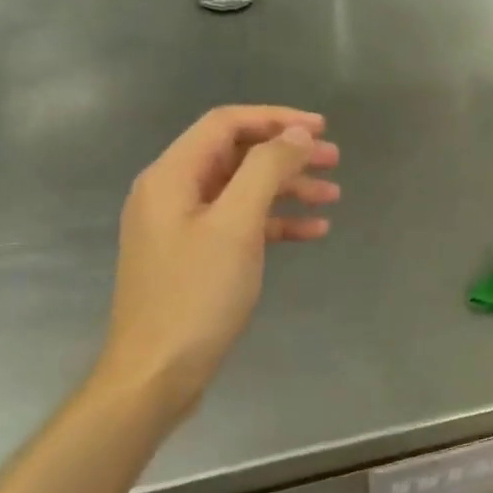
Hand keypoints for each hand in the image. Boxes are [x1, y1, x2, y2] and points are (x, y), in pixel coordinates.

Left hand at [95, 106, 339, 419]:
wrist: (157, 373)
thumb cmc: (196, 294)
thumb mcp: (236, 225)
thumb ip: (266, 170)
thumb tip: (296, 134)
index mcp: (172, 176)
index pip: (226, 124)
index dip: (276, 118)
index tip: (321, 128)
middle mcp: (173, 192)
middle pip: (238, 155)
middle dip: (288, 154)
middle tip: (335, 160)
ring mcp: (184, 226)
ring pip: (244, 189)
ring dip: (288, 188)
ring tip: (332, 195)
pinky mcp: (197, 255)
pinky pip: (242, 223)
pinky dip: (276, 221)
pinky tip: (313, 231)